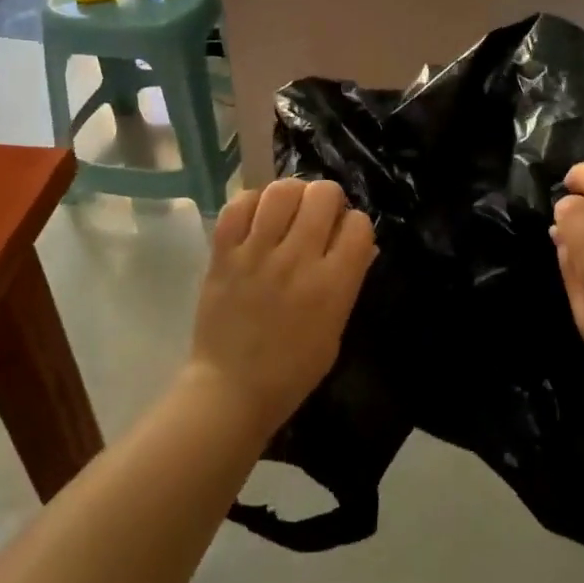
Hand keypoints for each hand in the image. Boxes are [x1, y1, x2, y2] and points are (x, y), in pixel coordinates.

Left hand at [186, 179, 376, 440]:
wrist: (230, 392)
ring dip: (292, 194)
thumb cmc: (291, 371)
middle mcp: (297, 260)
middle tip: (318, 216)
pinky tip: (257, 217)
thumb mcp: (335, 330)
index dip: (355, 225)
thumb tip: (360, 244)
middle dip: (328, 199)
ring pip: (282, 190)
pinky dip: (252, 202)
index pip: (358, 224)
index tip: (344, 236)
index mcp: (332, 285)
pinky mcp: (223, 253)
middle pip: (323, 193)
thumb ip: (348, 282)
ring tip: (288, 210)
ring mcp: (257, 254)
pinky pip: (240, 205)